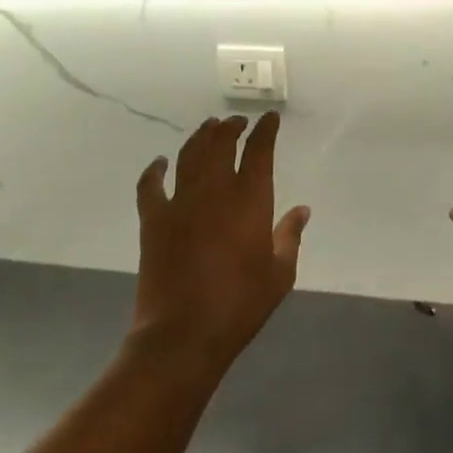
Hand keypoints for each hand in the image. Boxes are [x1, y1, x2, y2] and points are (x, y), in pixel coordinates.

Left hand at [131, 114, 309, 375]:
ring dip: (200, 137)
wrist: (184, 333)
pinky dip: (154, 170)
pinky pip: (150, 185)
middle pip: (220, 143)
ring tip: (208, 128)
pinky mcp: (153, 220)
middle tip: (236, 122)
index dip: (265, 130)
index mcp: (249, 200)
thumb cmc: (240, 304)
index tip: (269, 119)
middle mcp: (214, 190)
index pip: (259, 151)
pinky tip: (160, 162)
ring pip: (189, 155)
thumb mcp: (280, 274)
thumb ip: (290, 236)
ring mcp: (179, 202)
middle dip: (230, 127)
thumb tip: (302, 210)